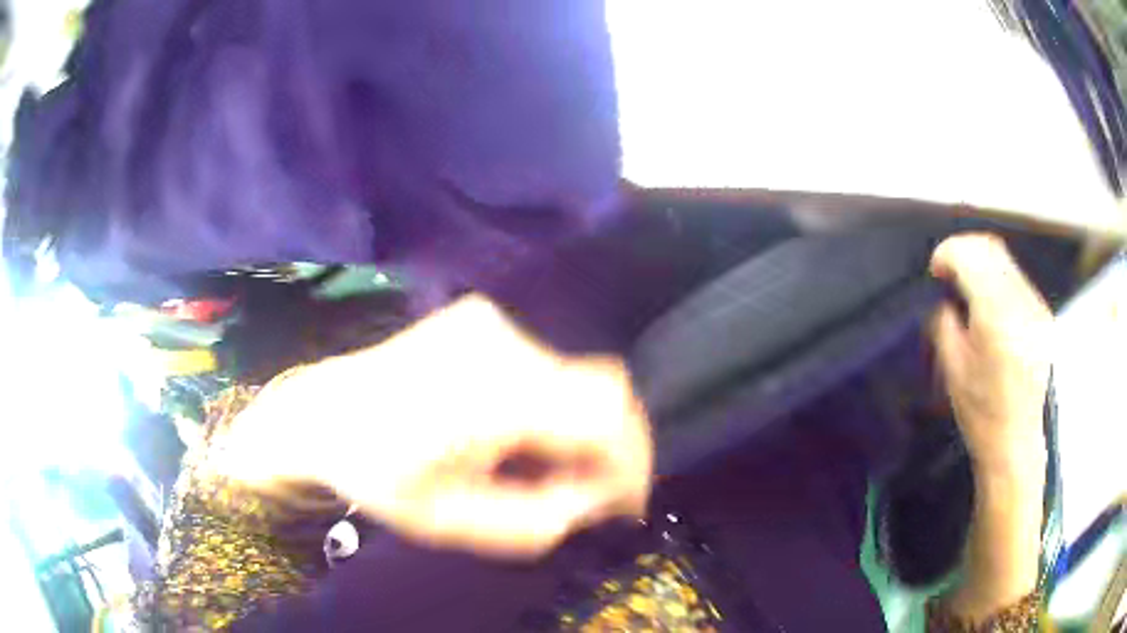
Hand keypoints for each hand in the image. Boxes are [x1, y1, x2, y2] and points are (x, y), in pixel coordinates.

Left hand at [217, 296, 652, 558]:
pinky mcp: (480, 317)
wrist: (322, 411)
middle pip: (602, 390)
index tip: (622, 500)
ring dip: (574, 426)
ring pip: (575, 378)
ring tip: (533, 463)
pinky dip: (548, 403)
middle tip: (581, 489)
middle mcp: (503, 342)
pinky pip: (544, 365)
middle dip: (609, 446)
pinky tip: (511, 430)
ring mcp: (490, 321)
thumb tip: (601, 495)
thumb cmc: (380, 474)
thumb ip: (543, 518)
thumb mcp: (458, 522)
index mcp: (494, 395)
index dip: (633, 458)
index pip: (608, 414)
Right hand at [929, 234, 1053, 475]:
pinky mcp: (1043, 315)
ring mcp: (1036, 307)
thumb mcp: (953, 370)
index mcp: (996, 317)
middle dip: (965, 251)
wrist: (1017, 442)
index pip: (971, 257)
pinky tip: (990, 304)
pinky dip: (998, 279)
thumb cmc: (982, 413)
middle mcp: (1021, 303)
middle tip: (949, 272)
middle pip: (991, 248)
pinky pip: (1017, 279)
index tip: (936, 268)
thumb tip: (946, 296)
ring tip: (968, 288)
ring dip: (982, 263)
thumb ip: (945, 322)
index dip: (948, 253)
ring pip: (1006, 260)